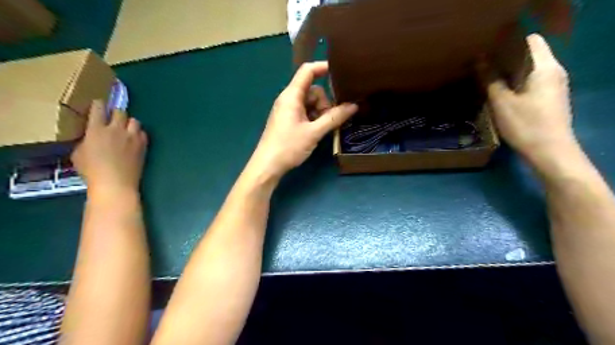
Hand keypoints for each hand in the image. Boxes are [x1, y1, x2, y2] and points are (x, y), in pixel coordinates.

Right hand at [71, 100, 148, 196]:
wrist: (116, 183)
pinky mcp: (143, 145)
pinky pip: (143, 133)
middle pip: (120, 112)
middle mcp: (116, 130)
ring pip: (135, 120)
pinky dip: (139, 134)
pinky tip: (135, 140)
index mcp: (96, 129)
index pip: (99, 108)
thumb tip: (91, 138)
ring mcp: (132, 137)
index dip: (99, 105)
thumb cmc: (92, 171)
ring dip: (129, 123)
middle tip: (113, 119)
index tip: (99, 105)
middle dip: (116, 113)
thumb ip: (86, 141)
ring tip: (126, 130)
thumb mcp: (79, 154)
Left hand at [248, 62, 357, 180]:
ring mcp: (288, 110)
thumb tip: (354, 106)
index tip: (341, 71)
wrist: (268, 165)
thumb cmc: (288, 146)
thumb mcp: (314, 132)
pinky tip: (316, 131)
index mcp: (292, 96)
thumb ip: (334, 118)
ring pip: (310, 103)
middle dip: (324, 102)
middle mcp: (289, 99)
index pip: (307, 71)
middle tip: (328, 120)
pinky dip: (314, 118)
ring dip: (320, 113)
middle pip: (313, 90)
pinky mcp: (288, 120)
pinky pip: (305, 112)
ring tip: (321, 129)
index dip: (323, 67)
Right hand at [488, 33, 574, 160]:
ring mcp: (554, 86)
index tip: (488, 51)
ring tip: (488, 79)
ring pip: (530, 70)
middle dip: (506, 58)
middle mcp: (554, 72)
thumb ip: (491, 80)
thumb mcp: (502, 102)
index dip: (509, 43)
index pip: (531, 41)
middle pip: (530, 55)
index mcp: (545, 67)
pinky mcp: (550, 98)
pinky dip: (516, 83)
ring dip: (510, 72)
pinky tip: (500, 93)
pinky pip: (531, 82)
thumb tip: (479, 60)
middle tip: (483, 66)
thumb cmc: (526, 125)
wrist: (550, 152)